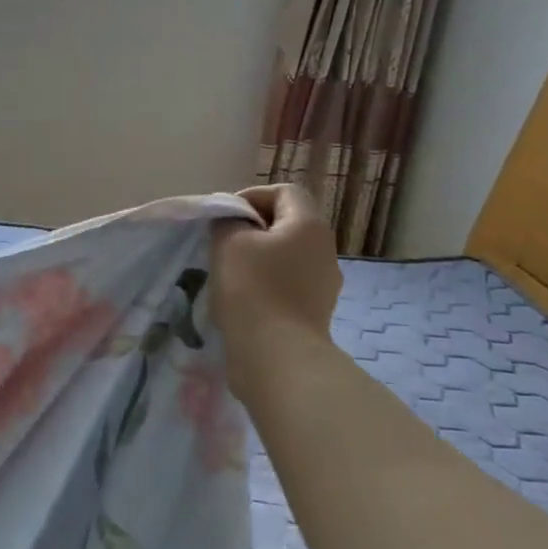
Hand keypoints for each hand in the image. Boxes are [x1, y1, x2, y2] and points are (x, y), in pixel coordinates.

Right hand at [211, 184, 344, 397]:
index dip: (251, 197)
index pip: (284, 191)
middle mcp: (324, 249)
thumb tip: (234, 222)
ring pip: (286, 255)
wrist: (277, 357)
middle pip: (287, 223)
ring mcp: (324, 283)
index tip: (225, 218)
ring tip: (229, 273)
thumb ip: (228, 219)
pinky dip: (266, 284)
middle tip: (222, 243)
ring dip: (258, 258)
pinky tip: (243, 300)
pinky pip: (288, 283)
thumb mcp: (228, 241)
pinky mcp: (314, 311)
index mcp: (309, 225)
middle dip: (252, 229)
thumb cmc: (252, 289)